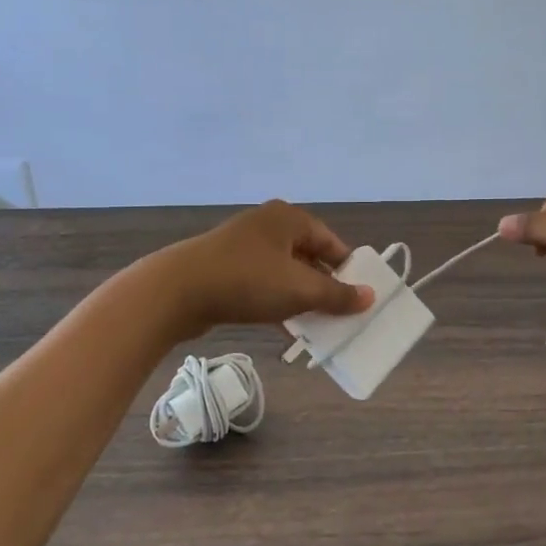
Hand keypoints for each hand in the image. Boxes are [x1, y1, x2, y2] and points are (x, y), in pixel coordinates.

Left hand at [142, 200, 374, 341]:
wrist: (175, 291)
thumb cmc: (247, 281)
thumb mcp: (299, 289)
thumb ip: (337, 295)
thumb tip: (370, 296)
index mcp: (289, 218)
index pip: (331, 242)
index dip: (348, 269)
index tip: (359, 296)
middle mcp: (267, 225)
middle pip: (308, 256)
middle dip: (324, 286)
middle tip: (339, 314)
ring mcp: (243, 245)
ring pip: (284, 272)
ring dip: (300, 297)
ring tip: (314, 325)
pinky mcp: (224, 268)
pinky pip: (261, 283)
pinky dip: (276, 301)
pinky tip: (284, 327)